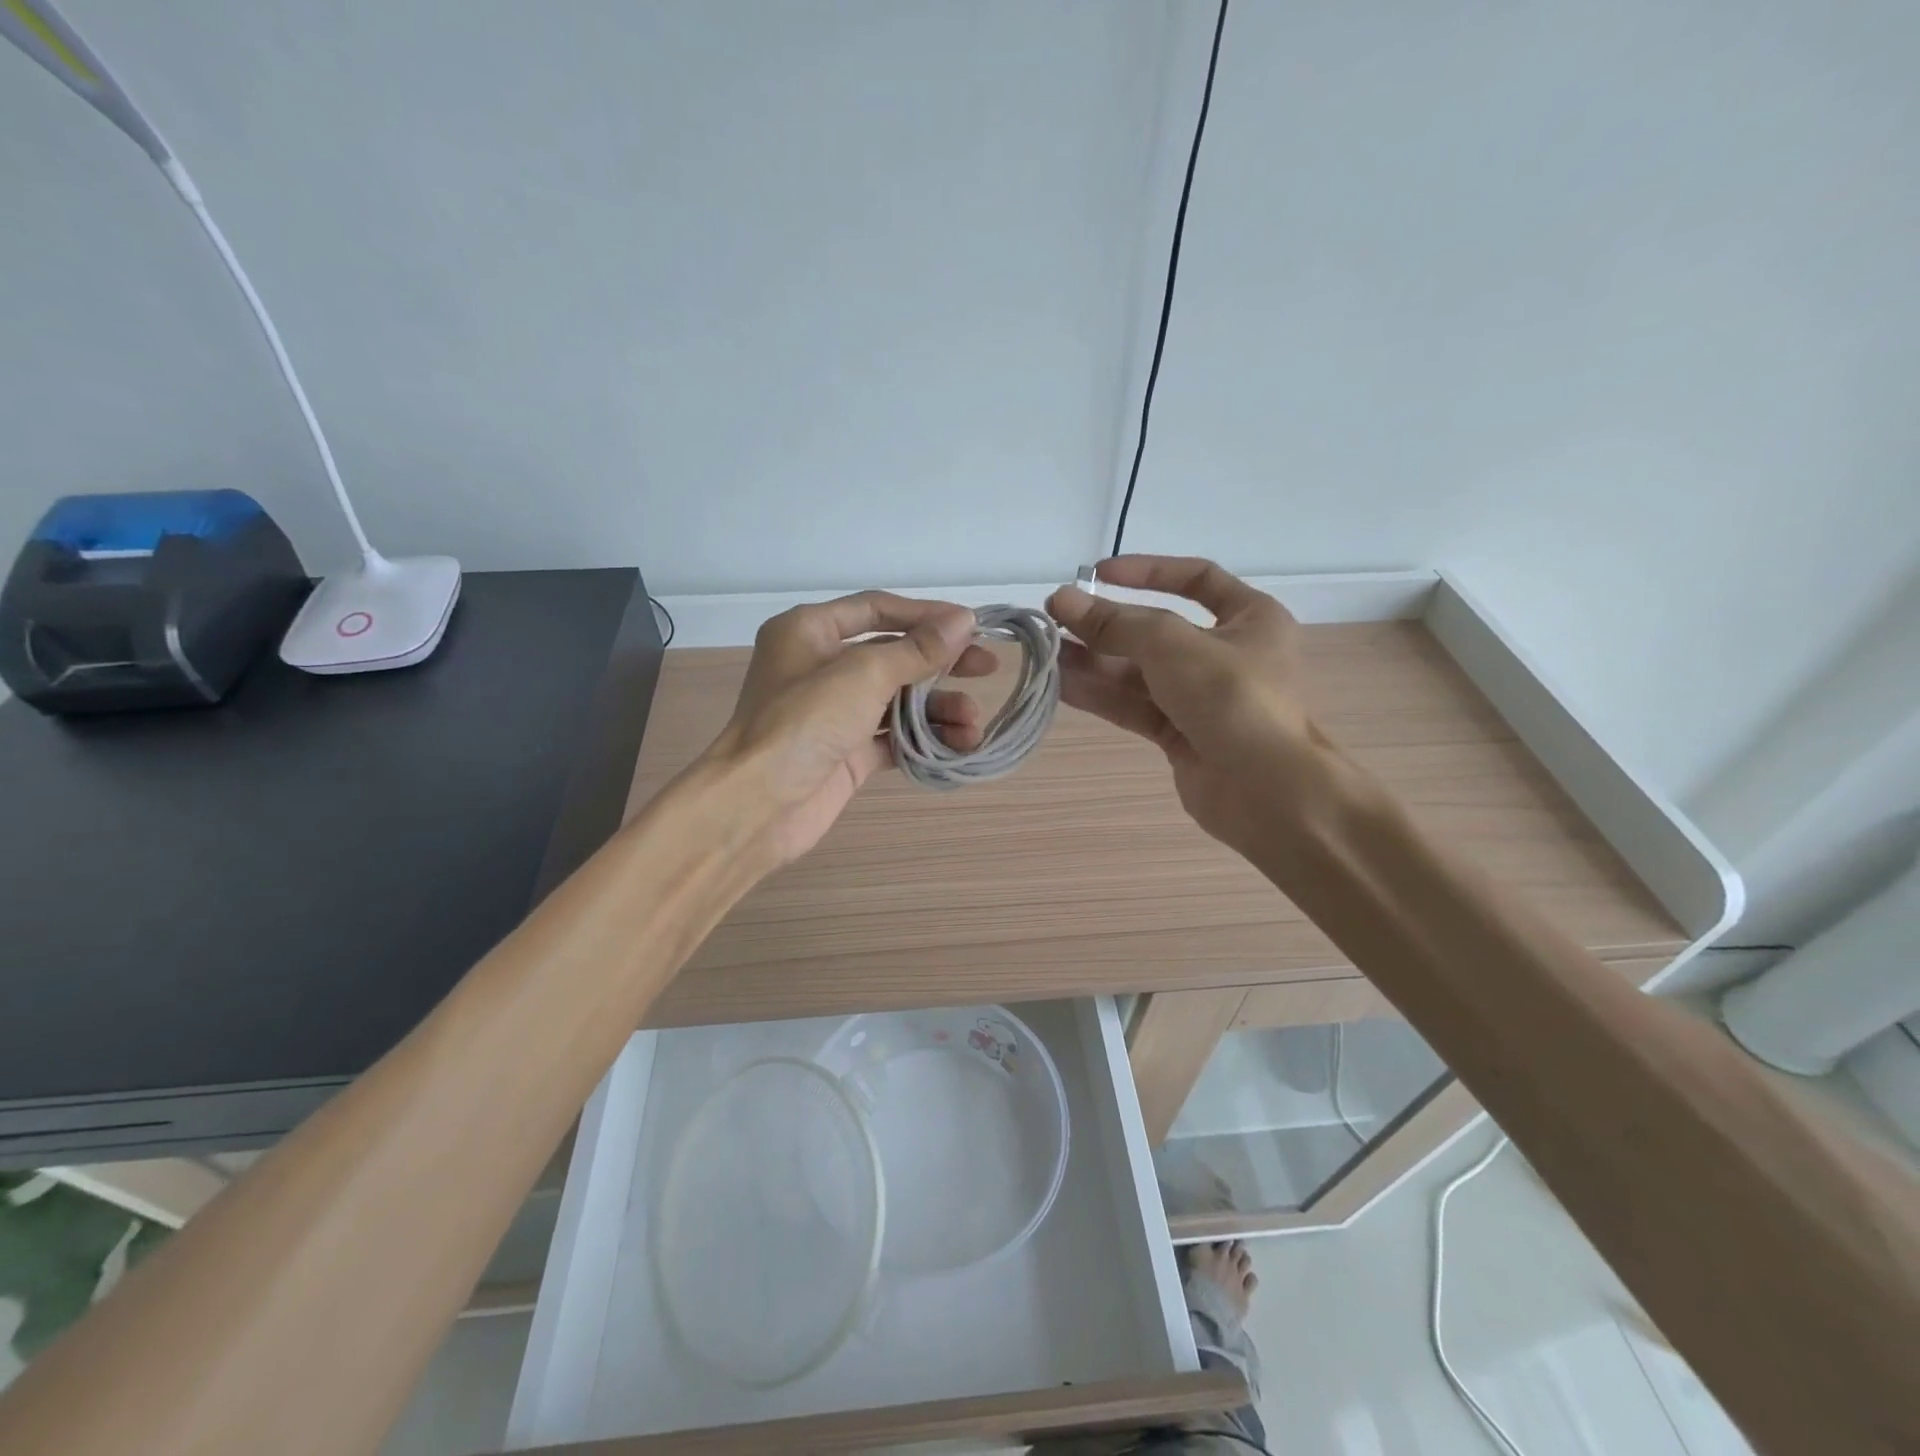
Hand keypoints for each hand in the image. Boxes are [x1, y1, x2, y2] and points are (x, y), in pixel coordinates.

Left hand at [698, 592, 995, 866]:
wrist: (757, 806)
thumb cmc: (804, 722)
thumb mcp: (863, 674)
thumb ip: (917, 650)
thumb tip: (964, 621)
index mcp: (810, 631)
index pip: (877, 608)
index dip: (927, 615)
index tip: (973, 626)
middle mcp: (820, 666)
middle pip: (892, 654)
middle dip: (940, 664)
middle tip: (988, 668)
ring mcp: (833, 713)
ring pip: (896, 700)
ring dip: (937, 710)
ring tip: (973, 726)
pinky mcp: (845, 753)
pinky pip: (892, 737)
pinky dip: (923, 740)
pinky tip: (957, 746)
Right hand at [1046, 556, 1325, 861]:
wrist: (1266, 791)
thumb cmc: (1232, 698)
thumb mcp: (1171, 645)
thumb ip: (1115, 623)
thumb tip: (1061, 599)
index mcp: (1250, 618)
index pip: (1196, 578)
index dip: (1146, 572)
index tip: (1096, 575)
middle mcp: (1228, 654)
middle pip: (1157, 631)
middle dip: (1106, 627)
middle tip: (1055, 620)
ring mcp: (1204, 698)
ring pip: (1141, 672)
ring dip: (1095, 662)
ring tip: (1048, 655)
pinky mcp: (1183, 735)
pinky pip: (1137, 706)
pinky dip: (1103, 695)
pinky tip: (1062, 686)